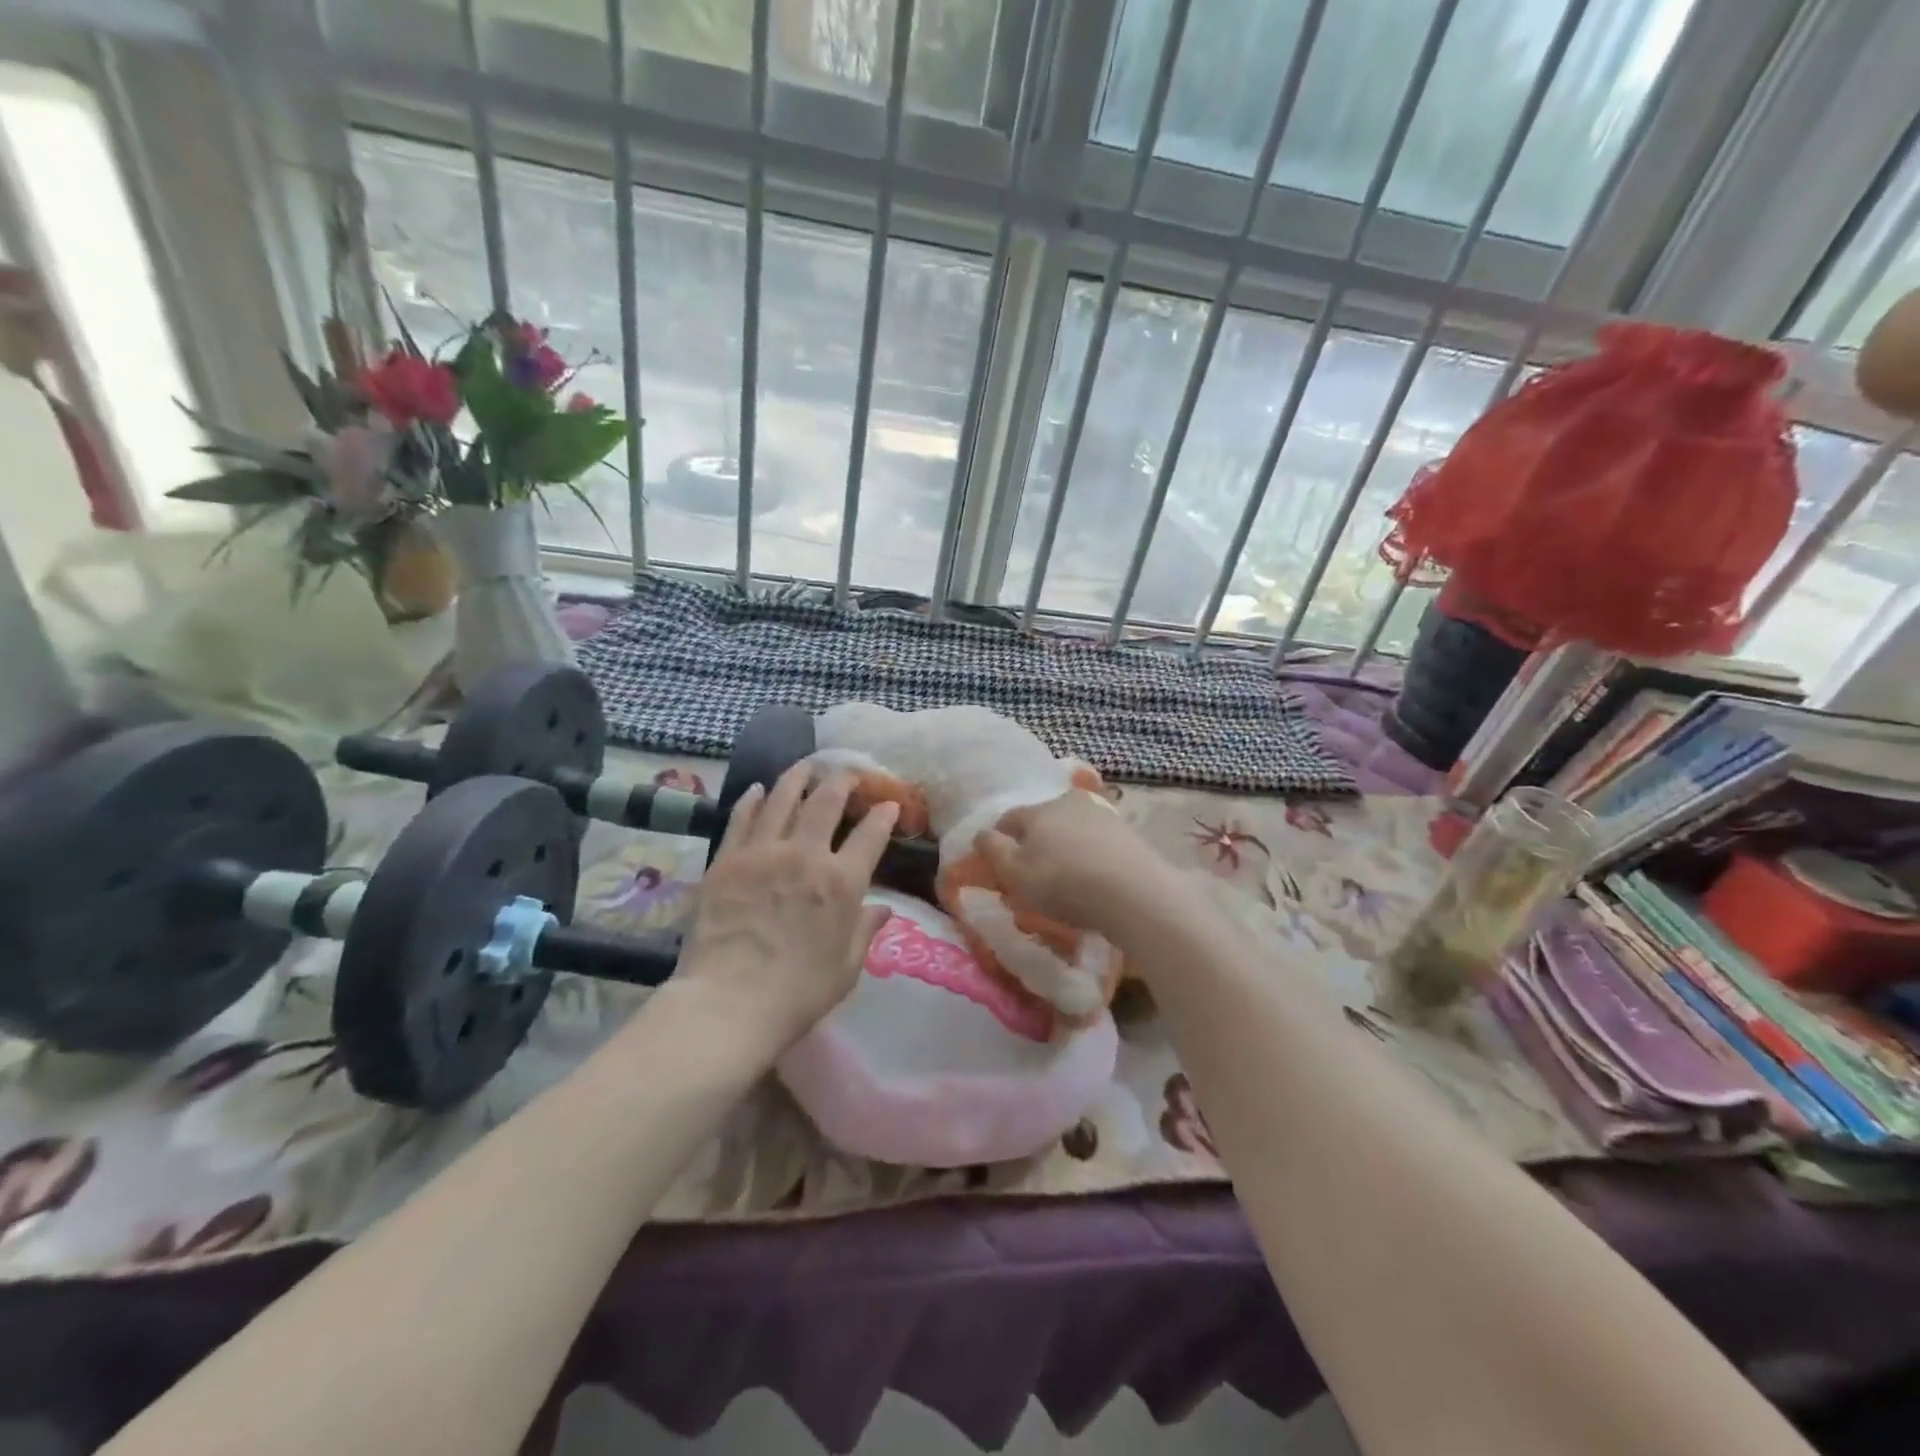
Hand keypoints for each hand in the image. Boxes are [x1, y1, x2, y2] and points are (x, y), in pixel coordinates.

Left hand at [676, 763, 898, 1053]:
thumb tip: (883, 909)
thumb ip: (865, 932)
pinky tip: (758, 789)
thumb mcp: (845, 969)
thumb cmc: (797, 994)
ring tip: (807, 765)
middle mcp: (806, 856)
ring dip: (798, 777)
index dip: (883, 816)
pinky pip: (742, 819)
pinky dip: (752, 800)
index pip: (870, 836)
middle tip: (848, 773)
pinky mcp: (726, 860)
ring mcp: (762, 853)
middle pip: (826, 802)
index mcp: (842, 883)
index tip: (889, 805)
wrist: (728, 1004)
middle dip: (842, 781)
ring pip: (782, 799)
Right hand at [974, 790, 1173, 935]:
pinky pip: (1098, 844)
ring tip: (1066, 881)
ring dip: (1065, 849)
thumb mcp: (1014, 873)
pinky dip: (1091, 858)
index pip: (1009, 819)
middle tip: (1033, 874)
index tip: (998, 863)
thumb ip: (993, 850)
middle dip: (1035, 843)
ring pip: (1073, 830)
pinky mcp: (1129, 834)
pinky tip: (1093, 881)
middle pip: (1043, 821)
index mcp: (1038, 809)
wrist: (1134, 892)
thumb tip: (981, 833)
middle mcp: (1070, 802)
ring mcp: (1103, 816)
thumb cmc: (1063, 882)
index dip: (999, 839)